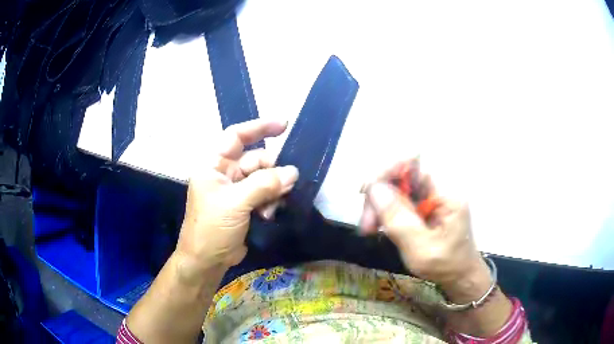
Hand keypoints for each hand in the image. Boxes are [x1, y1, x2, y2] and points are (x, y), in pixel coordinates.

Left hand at [176, 119, 298, 271]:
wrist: (207, 261)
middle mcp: (225, 173)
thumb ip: (264, 185)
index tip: (284, 125)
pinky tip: (270, 214)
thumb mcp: (235, 203)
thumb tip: (293, 172)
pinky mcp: (246, 205)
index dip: (259, 127)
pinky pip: (266, 194)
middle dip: (273, 170)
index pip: (236, 136)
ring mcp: (236, 190)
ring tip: (272, 207)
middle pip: (256, 160)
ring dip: (273, 190)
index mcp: (214, 165)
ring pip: (264, 178)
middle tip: (287, 184)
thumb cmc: (212, 228)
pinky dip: (272, 201)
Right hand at [360, 158, 487, 294]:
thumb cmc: (446, 265)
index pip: (414, 162)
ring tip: (369, 229)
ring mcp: (430, 195)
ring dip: (378, 204)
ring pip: (396, 187)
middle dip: (379, 194)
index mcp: (446, 192)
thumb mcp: (421, 249)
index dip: (388, 169)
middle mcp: (438, 187)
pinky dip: (384, 211)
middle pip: (400, 174)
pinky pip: (399, 199)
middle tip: (367, 224)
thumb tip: (374, 189)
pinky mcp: (423, 204)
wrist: (459, 275)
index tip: (367, 191)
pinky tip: (378, 227)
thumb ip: (399, 220)